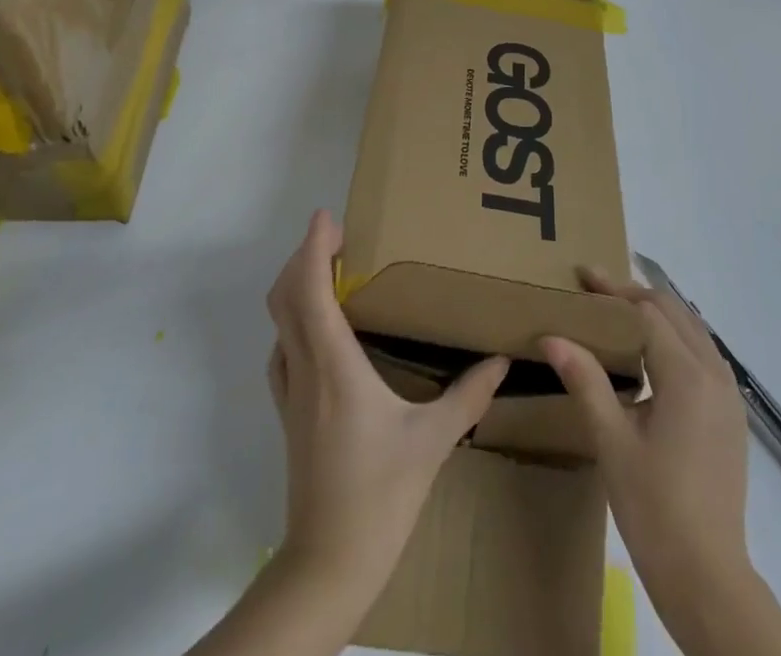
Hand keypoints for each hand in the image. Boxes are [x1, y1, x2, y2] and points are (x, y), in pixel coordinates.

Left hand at [266, 209, 507, 604]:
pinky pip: (282, 349)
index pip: (311, 289)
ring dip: (296, 285)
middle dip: (304, 256)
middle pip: (285, 296)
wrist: (327, 564)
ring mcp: (290, 392)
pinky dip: (295, 320)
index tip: (327, 216)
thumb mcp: (432, 442)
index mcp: (335, 365)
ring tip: (330, 272)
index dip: (314, 247)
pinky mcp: (288, 413)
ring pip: (280, 320)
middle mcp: (305, 368)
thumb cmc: (380, 496)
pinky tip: (321, 330)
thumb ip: (468, 396)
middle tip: (337, 237)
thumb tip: (500, 360)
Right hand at [542, 269, 761, 640]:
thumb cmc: (655, 509)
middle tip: (595, 287)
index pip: (648, 313)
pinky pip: (704, 354)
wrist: (708, 578)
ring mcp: (729, 397)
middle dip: (634, 294)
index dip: (613, 290)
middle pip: (674, 312)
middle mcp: (715, 376)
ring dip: (657, 312)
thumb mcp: (612, 442)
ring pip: (693, 330)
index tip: (582, 275)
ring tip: (618, 309)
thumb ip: (585, 381)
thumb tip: (552, 336)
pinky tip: (652, 350)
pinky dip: (676, 336)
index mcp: (688, 377)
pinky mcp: (731, 417)